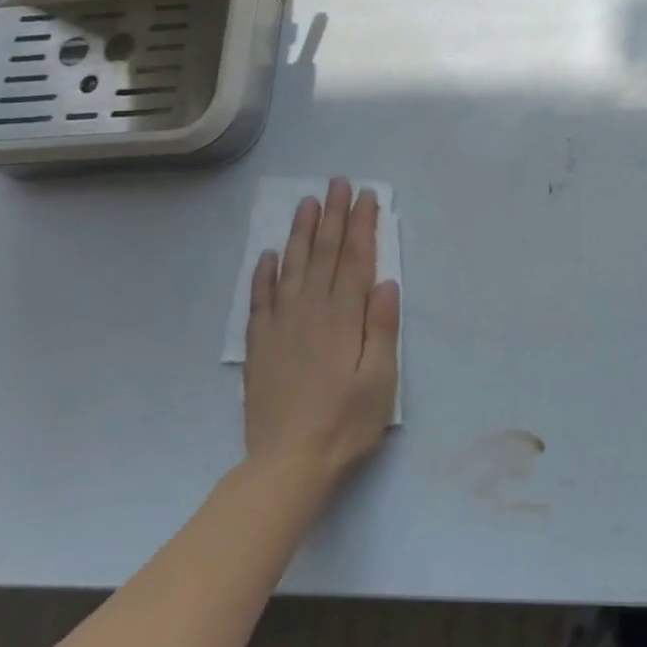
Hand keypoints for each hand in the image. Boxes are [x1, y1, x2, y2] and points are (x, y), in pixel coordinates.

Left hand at [244, 177, 400, 483]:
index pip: (355, 260)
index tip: (365, 196)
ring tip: (306, 202)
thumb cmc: (346, 421)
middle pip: (323, 255)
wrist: (288, 463)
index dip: (361, 226)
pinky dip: (264, 274)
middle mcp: (311, 312)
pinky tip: (268, 254)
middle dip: (332, 216)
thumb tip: (386, 282)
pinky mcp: (261, 345)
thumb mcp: (380, 378)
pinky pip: (260, 300)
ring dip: (300, 233)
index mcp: (344, 318)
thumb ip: (381, 328)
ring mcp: (281, 327)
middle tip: (337, 183)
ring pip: (292, 268)